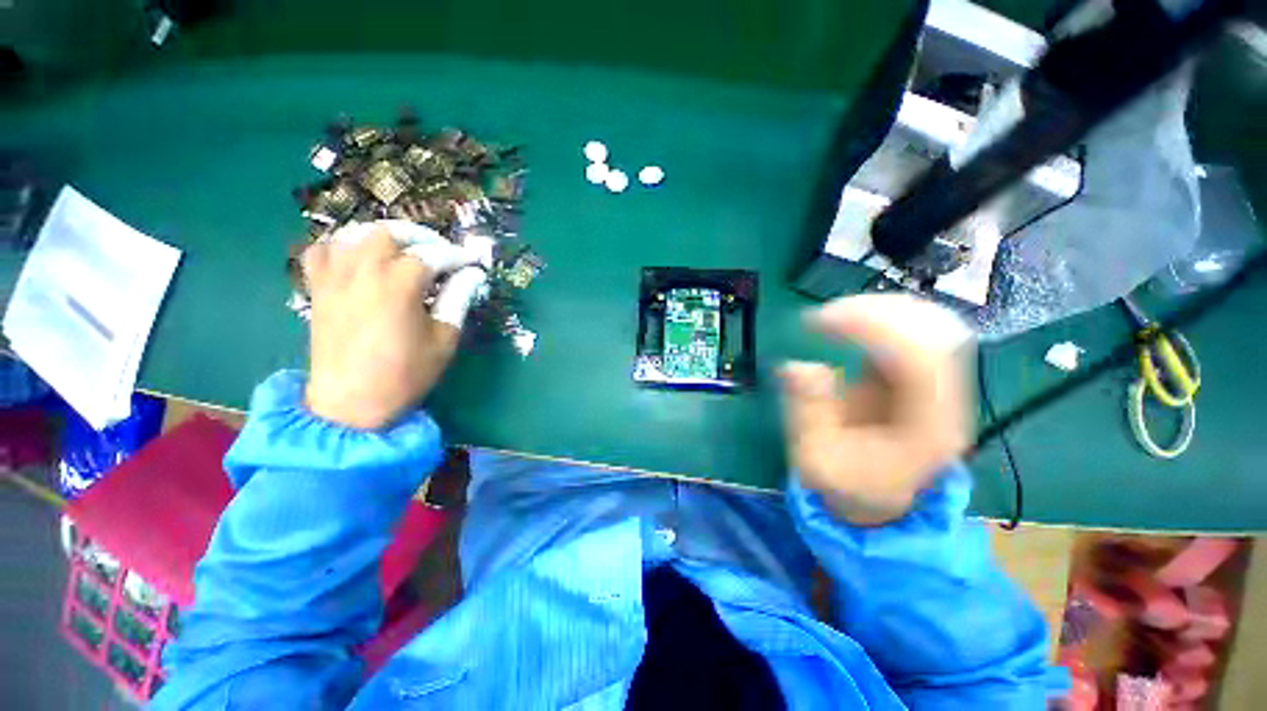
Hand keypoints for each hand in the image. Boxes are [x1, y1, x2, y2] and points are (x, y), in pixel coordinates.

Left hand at [301, 222, 486, 429]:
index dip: (458, 256)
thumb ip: (458, 300)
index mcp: (399, 285)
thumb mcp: (444, 339)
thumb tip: (473, 275)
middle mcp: (364, 271)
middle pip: (390, 232)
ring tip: (403, 252)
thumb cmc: (405, 373)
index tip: (473, 263)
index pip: (434, 255)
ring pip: (355, 234)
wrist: (351, 403)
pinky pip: (322, 251)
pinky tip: (358, 259)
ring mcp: (335, 278)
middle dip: (421, 237)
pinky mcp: (318, 289)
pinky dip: (342, 246)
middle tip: (439, 254)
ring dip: (384, 237)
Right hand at [780, 294, 973, 525]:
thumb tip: (798, 366)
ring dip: (879, 310)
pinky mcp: (923, 375)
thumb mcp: (816, 460)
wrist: (879, 499)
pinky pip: (915, 329)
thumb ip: (808, 413)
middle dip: (874, 312)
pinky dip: (882, 316)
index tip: (819, 321)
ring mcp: (941, 384)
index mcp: (928, 427)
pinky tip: (850, 320)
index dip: (871, 328)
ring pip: (929, 323)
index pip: (919, 358)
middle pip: (933, 331)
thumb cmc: (847, 484)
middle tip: (822, 316)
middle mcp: (946, 400)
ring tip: (832, 316)